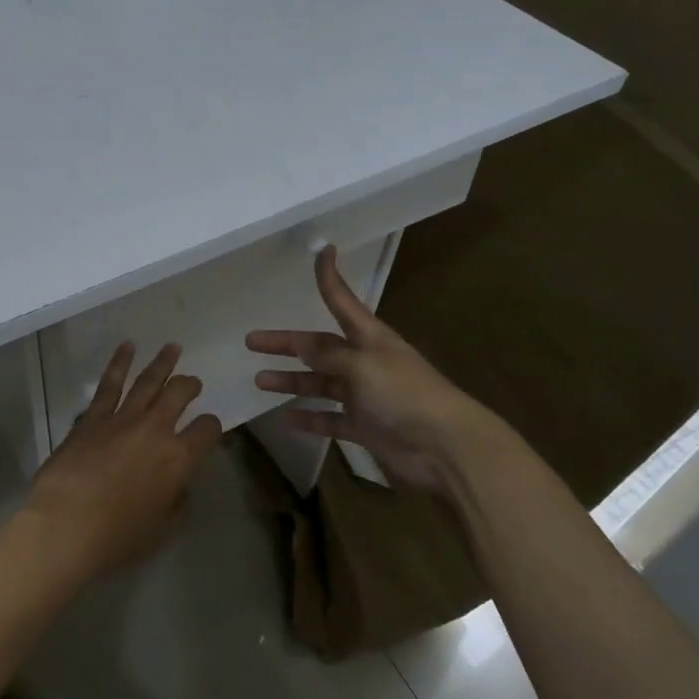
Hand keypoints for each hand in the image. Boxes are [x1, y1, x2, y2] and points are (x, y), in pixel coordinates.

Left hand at [23, 342, 222, 583]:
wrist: (65, 526)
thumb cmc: (117, 537)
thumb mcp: (161, 528)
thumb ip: (176, 501)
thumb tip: (179, 485)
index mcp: (178, 458)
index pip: (207, 430)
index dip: (212, 427)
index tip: (209, 429)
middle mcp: (155, 430)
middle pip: (179, 394)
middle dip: (189, 385)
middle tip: (192, 383)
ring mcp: (122, 419)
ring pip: (148, 381)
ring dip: (163, 363)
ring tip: (172, 347)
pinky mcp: (93, 418)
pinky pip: (110, 384)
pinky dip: (119, 362)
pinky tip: (127, 347)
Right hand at [247, 246, 499, 495]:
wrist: (445, 446)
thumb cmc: (404, 394)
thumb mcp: (363, 366)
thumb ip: (330, 356)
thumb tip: (303, 346)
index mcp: (369, 338)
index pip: (342, 302)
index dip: (329, 279)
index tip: (322, 251)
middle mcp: (364, 362)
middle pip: (320, 348)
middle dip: (287, 344)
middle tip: (252, 341)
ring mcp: (364, 397)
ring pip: (320, 384)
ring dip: (291, 381)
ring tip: (260, 380)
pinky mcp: (365, 428)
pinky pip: (330, 420)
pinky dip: (310, 419)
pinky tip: (287, 419)